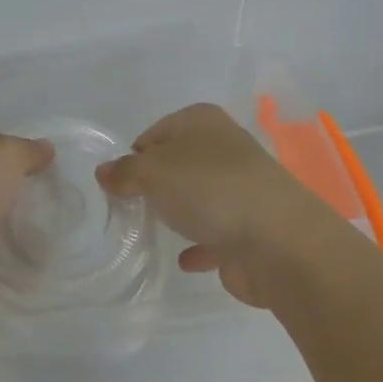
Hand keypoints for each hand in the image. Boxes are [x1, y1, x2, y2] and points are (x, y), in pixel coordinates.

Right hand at [95, 103, 329, 307]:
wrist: (278, 243)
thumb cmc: (209, 191)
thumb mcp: (152, 172)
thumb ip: (124, 172)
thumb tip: (103, 171)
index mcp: (203, 122)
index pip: (155, 132)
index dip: (134, 156)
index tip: (119, 183)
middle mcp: (224, 149)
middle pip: (177, 164)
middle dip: (155, 185)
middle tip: (131, 207)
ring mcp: (240, 189)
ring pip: (198, 198)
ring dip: (178, 213)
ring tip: (152, 232)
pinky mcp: (249, 229)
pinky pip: (215, 235)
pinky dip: (200, 245)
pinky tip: (185, 260)